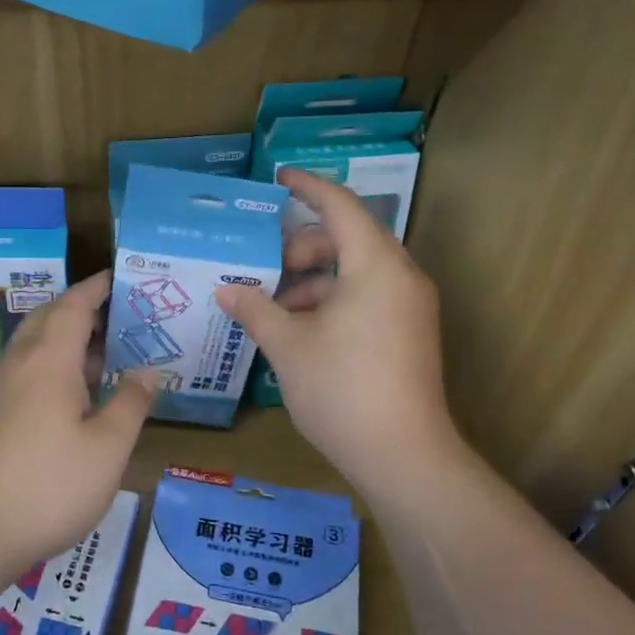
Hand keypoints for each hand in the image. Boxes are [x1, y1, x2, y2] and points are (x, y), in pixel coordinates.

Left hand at [0, 271, 157, 565]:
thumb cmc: (50, 485)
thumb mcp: (108, 447)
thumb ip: (131, 403)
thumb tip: (147, 372)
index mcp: (49, 360)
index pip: (74, 305)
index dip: (97, 288)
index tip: (120, 277)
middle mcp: (19, 364)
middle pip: (49, 319)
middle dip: (81, 309)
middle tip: (119, 316)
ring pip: (34, 346)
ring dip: (66, 339)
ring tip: (103, 354)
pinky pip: (25, 371)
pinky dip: (52, 365)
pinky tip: (73, 395)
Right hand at [216, 170, 461, 494]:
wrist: (404, 456)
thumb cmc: (343, 389)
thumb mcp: (289, 346)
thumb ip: (255, 309)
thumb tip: (226, 289)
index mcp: (375, 266)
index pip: (340, 206)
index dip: (308, 187)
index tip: (278, 179)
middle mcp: (400, 276)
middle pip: (347, 239)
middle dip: (301, 248)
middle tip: (263, 269)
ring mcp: (409, 307)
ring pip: (355, 272)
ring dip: (312, 281)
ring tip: (271, 307)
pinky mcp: (408, 333)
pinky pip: (366, 297)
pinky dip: (331, 301)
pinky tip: (297, 330)